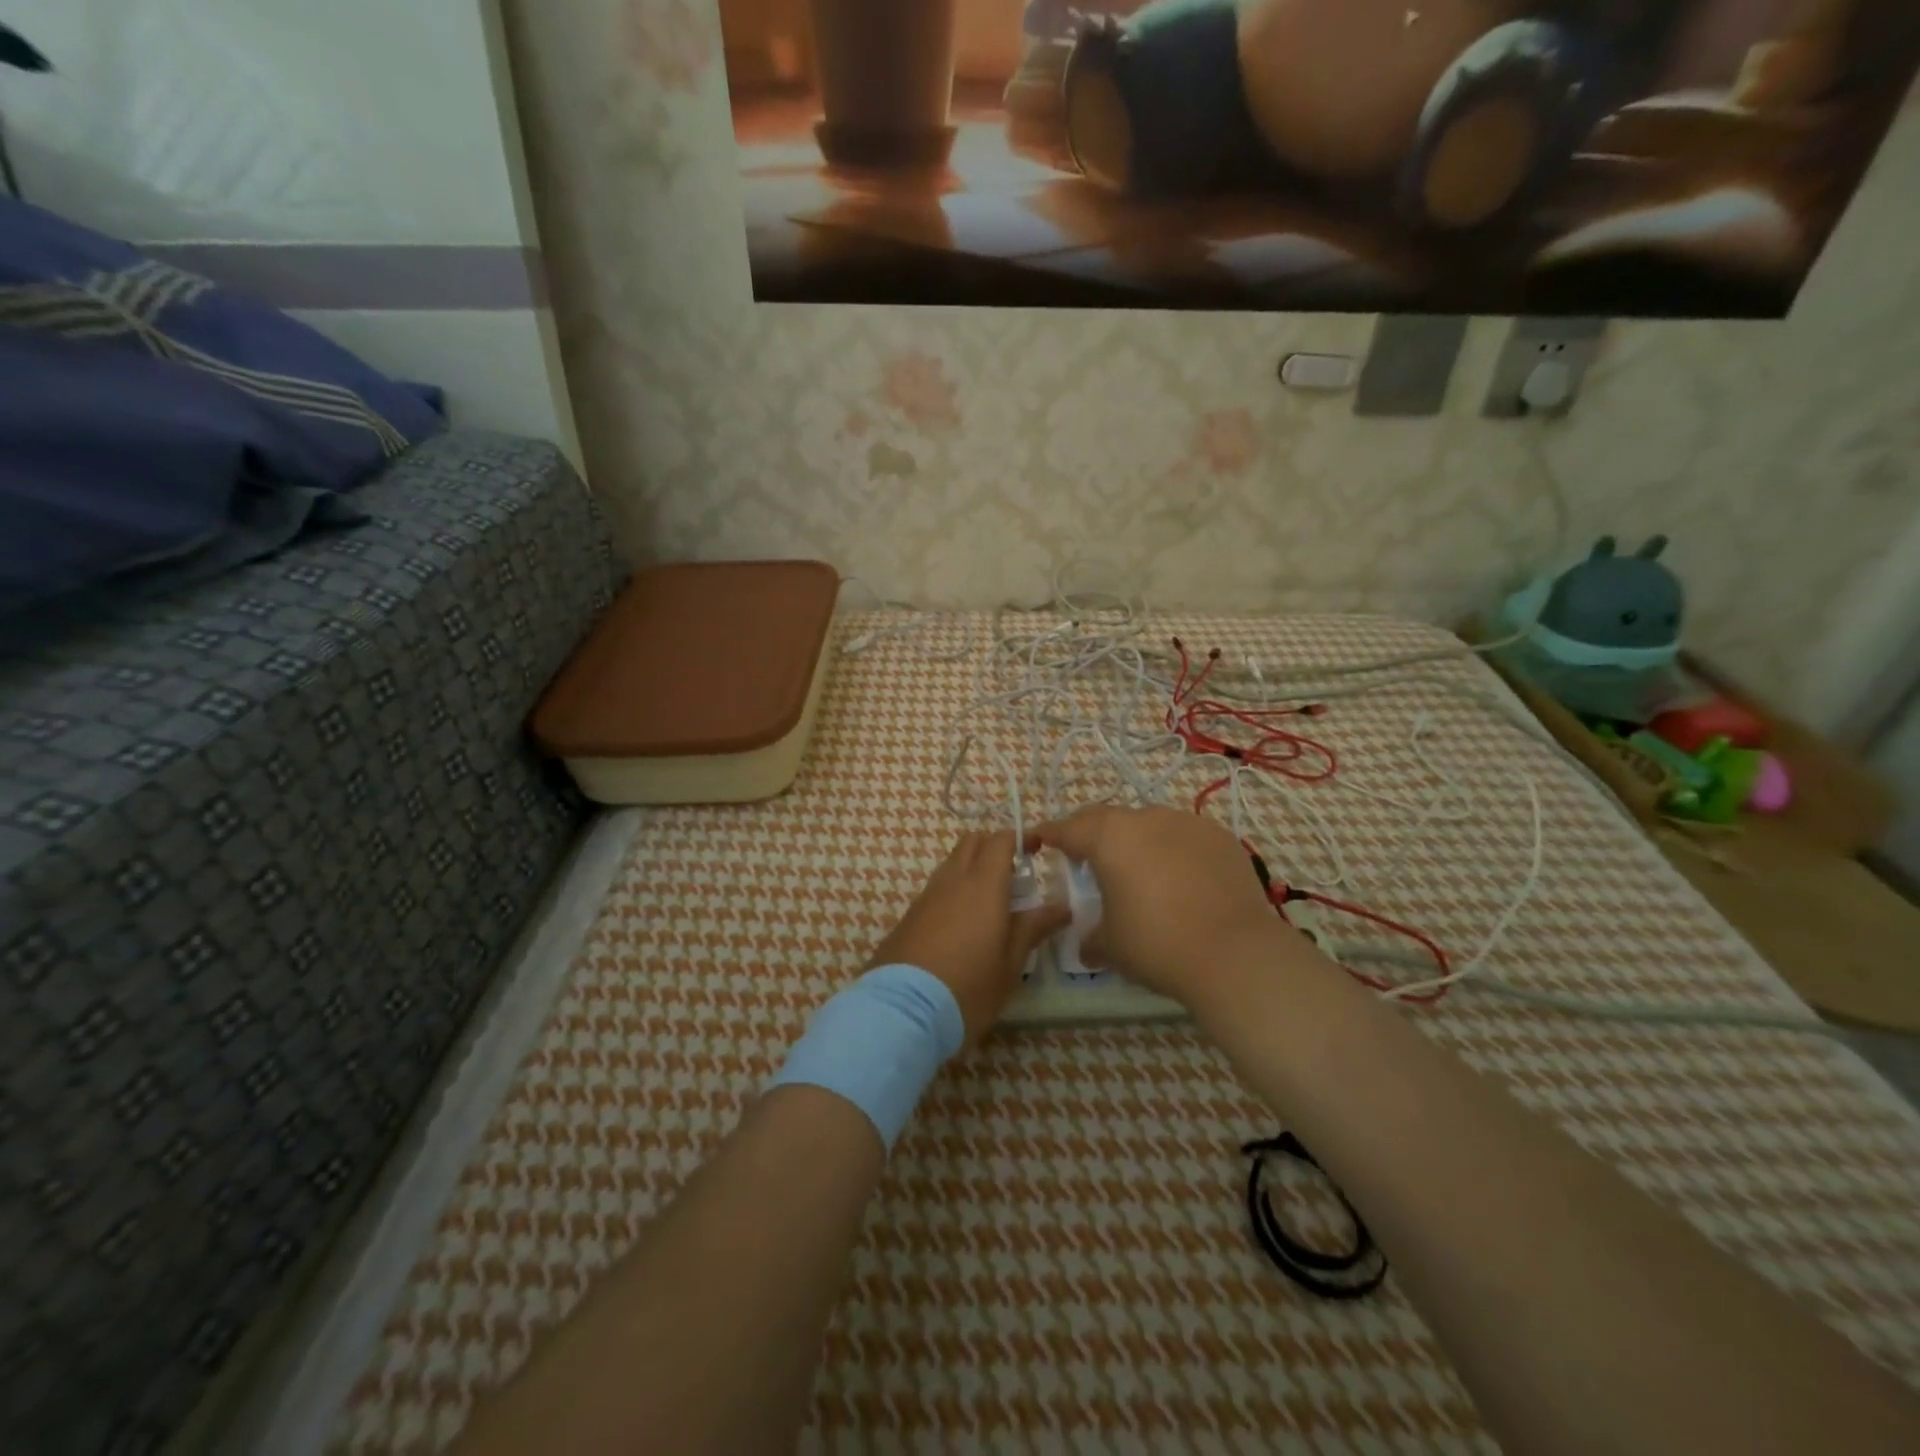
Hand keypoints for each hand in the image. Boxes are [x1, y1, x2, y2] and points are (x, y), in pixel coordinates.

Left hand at [867, 830, 1068, 1048]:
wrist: (903, 1011)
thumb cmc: (969, 987)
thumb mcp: (1011, 963)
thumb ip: (1034, 928)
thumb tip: (1062, 907)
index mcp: (983, 884)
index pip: (1000, 840)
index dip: (1019, 838)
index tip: (1037, 851)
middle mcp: (952, 880)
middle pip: (972, 842)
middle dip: (994, 848)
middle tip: (1014, 878)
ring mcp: (926, 896)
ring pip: (952, 863)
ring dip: (972, 869)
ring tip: (991, 906)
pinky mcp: (909, 915)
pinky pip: (937, 888)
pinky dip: (954, 891)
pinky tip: (963, 926)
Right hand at [1025, 806, 1302, 1009]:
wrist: (1235, 953)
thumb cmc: (1157, 944)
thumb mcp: (1110, 946)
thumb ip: (1091, 937)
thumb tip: (1086, 945)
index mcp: (1108, 837)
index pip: (1067, 828)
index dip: (1048, 835)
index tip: (1037, 842)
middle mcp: (1145, 819)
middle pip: (1107, 818)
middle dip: (1091, 835)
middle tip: (1086, 861)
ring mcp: (1186, 822)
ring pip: (1148, 823)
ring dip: (1136, 841)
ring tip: (1139, 872)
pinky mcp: (1220, 836)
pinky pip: (1184, 835)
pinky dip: (1173, 850)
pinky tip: (1181, 879)